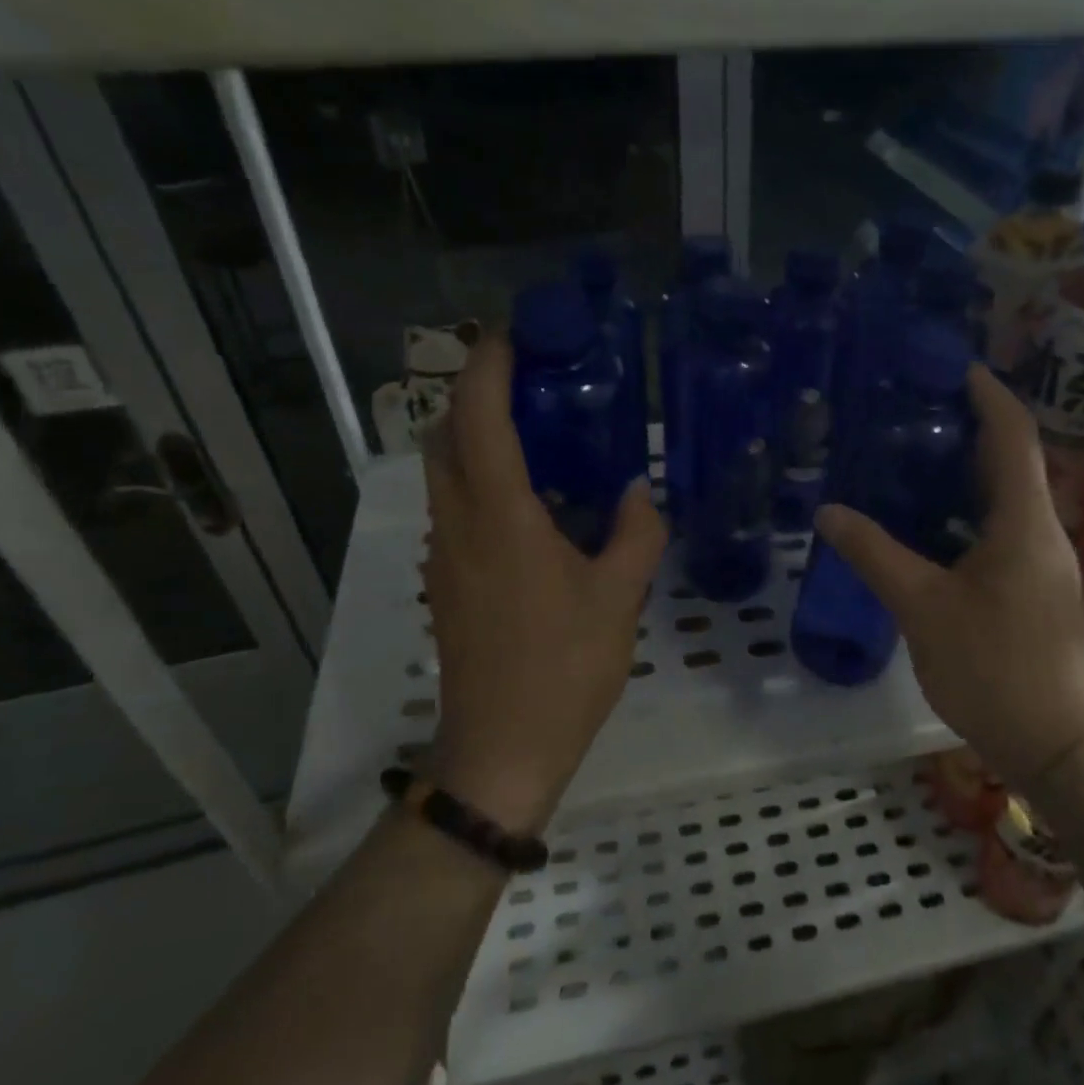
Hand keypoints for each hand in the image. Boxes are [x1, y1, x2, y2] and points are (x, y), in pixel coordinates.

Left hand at [421, 332, 666, 832]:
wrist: (501, 748)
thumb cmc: (564, 668)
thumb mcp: (618, 598)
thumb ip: (636, 534)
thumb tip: (639, 492)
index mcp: (500, 517)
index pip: (478, 417)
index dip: (489, 365)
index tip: (515, 335)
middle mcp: (458, 524)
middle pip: (445, 433)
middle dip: (476, 394)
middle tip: (532, 385)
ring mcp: (444, 555)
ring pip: (444, 471)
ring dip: (475, 437)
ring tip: (537, 437)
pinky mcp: (444, 582)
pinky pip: (455, 508)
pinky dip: (480, 481)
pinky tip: (533, 506)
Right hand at [814, 365, 1083, 789]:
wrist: (1058, 745)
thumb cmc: (994, 669)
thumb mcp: (923, 608)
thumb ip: (875, 555)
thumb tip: (829, 512)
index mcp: (1024, 523)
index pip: (1014, 436)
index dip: (989, 395)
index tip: (956, 368)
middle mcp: (1042, 532)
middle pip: (1013, 460)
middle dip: (970, 428)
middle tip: (915, 412)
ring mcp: (1042, 563)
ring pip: (1006, 498)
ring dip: (967, 472)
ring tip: (912, 458)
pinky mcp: (1034, 590)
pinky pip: (1001, 530)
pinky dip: (967, 512)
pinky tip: (928, 525)